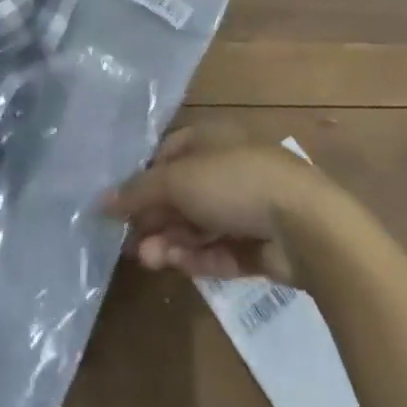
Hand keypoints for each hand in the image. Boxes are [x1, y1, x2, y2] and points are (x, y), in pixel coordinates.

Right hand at [99, 124, 331, 281]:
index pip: (168, 154)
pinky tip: (180, 266)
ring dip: (171, 241)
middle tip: (130, 243)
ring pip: (198, 225)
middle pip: (180, 194)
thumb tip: (100, 201)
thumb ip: (138, 191)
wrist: (306, 226)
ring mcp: (246, 208)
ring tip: (150, 260)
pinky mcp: (259, 245)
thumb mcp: (177, 179)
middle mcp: (228, 169)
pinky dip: (199, 257)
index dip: (142, 178)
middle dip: (154, 218)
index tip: (120, 205)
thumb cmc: (234, 182)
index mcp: (212, 139)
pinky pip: (220, 249)